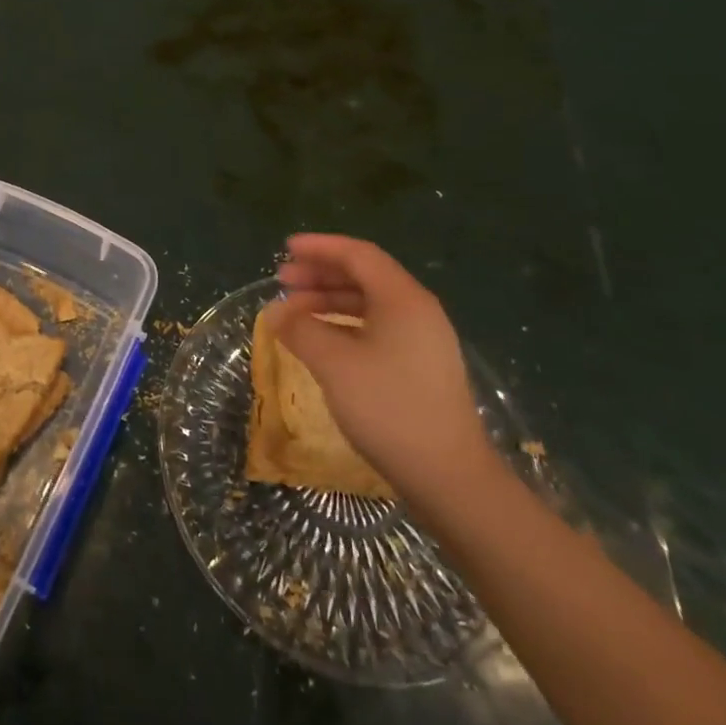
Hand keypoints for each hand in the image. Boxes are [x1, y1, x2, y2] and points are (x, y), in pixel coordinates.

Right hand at [266, 233, 493, 501]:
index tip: (285, 250)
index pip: (358, 255)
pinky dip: (343, 325)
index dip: (319, 247)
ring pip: (369, 304)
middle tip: (282, 281)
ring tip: (293, 312)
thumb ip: (301, 330)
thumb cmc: (389, 408)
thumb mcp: (334, 364)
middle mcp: (417, 311)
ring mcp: (422, 340)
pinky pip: (375, 328)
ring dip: (329, 301)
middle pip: (364, 276)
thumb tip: (275, 312)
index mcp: (403, 299)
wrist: (449, 477)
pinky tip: (321, 341)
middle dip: (320, 274)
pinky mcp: (419, 367)